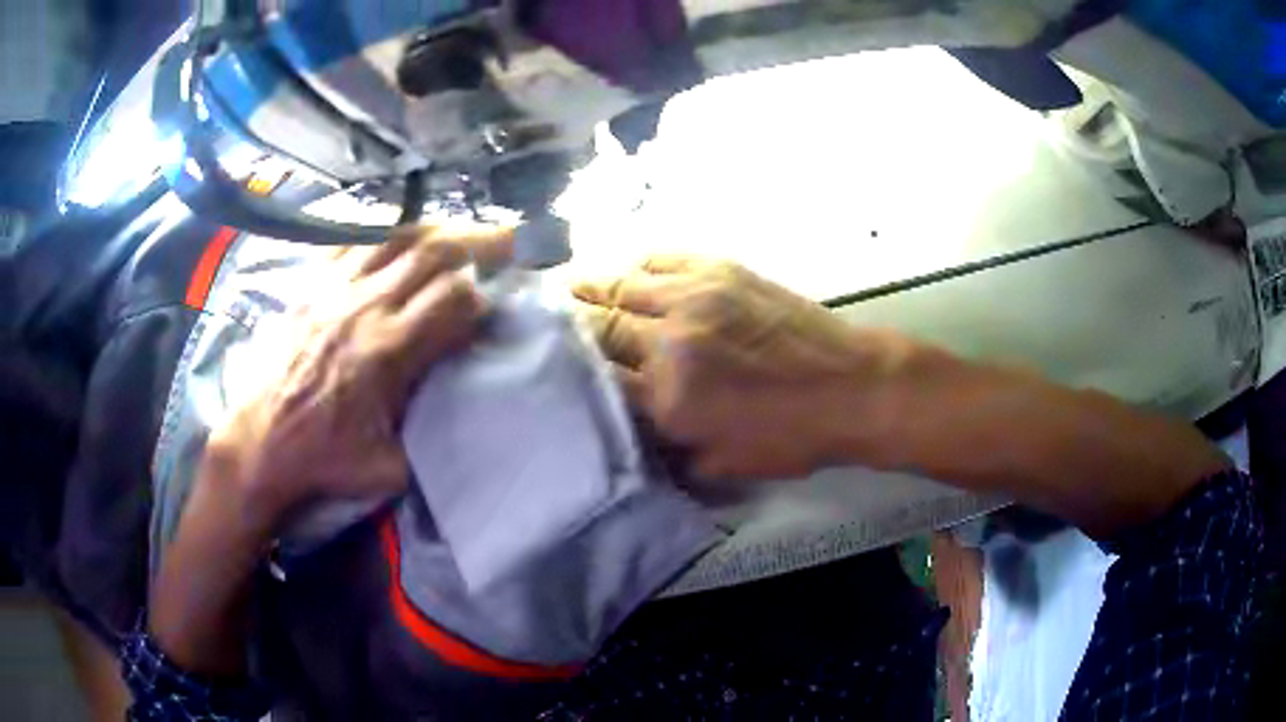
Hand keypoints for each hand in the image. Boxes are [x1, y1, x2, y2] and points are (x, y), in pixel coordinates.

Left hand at [208, 223, 512, 527]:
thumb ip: (430, 432)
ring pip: (395, 236)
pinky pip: (349, 239)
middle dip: (479, 243)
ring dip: (435, 230)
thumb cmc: (324, 460)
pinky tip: (395, 233)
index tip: (489, 309)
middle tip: (506, 241)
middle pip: (433, 253)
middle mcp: (365, 307)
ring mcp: (333, 289)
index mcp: (389, 351)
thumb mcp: (391, 467)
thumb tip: (455, 407)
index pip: (454, 300)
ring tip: (457, 231)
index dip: (481, 298)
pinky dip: (380, 230)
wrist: (259, 445)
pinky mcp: (309, 286)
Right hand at [574, 256, 907, 480]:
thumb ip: (662, 449)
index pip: (595, 376)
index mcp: (667, 397)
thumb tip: (626, 427)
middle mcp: (670, 339)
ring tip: (573, 289)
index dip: (566, 367)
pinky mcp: (721, 269)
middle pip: (599, 325)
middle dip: (569, 326)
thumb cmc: (789, 437)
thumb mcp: (718, 466)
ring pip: (623, 283)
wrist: (852, 388)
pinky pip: (663, 256)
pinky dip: (639, 264)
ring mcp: (696, 295)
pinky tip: (632, 273)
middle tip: (547, 323)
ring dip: (593, 288)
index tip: (544, 361)